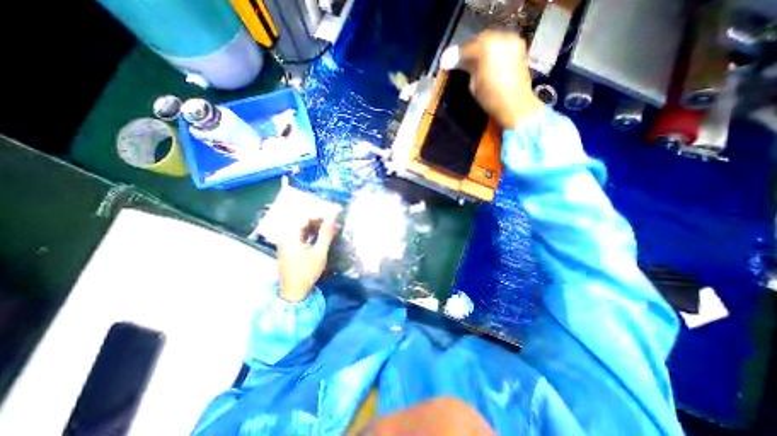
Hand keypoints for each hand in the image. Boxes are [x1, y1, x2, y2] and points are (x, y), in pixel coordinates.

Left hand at [279, 210, 340, 301]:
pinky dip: (313, 233)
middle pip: (304, 221)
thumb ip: (326, 234)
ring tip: (332, 226)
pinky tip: (322, 234)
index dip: (322, 213)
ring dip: (317, 226)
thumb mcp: (319, 252)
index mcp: (290, 235)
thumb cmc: (306, 272)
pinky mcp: (290, 248)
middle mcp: (286, 235)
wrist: (294, 292)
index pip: (307, 217)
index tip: (335, 212)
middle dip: (320, 219)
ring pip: (304, 228)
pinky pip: (302, 235)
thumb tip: (333, 218)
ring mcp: (287, 242)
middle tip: (335, 220)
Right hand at [456, 30, 541, 128]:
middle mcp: (501, 39)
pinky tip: (490, 62)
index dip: (459, 55)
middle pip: (482, 39)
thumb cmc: (492, 98)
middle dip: (473, 49)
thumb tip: (464, 63)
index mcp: (487, 48)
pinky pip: (503, 44)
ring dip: (484, 49)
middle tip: (465, 61)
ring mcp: (513, 42)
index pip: (468, 48)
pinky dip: (494, 50)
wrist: (516, 105)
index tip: (453, 61)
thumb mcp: (474, 85)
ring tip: (478, 62)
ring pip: (493, 40)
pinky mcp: (519, 48)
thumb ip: (469, 69)